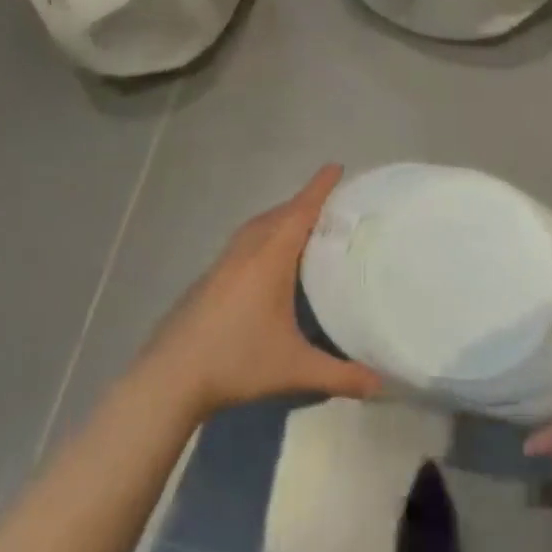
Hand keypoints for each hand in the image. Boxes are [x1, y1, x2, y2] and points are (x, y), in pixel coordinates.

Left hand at [139, 165, 382, 421]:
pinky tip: (267, 260)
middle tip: (330, 202)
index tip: (336, 167)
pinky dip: (263, 235)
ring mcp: (223, 263)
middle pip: (278, 214)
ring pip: (257, 227)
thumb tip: (381, 385)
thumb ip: (340, 374)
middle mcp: (246, 252)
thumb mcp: (294, 368)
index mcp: (269, 259)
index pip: (300, 212)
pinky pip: (244, 242)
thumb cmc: (236, 362)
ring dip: (280, 218)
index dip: (319, 188)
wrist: (170, 377)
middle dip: (304, 202)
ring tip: (302, 225)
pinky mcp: (209, 278)